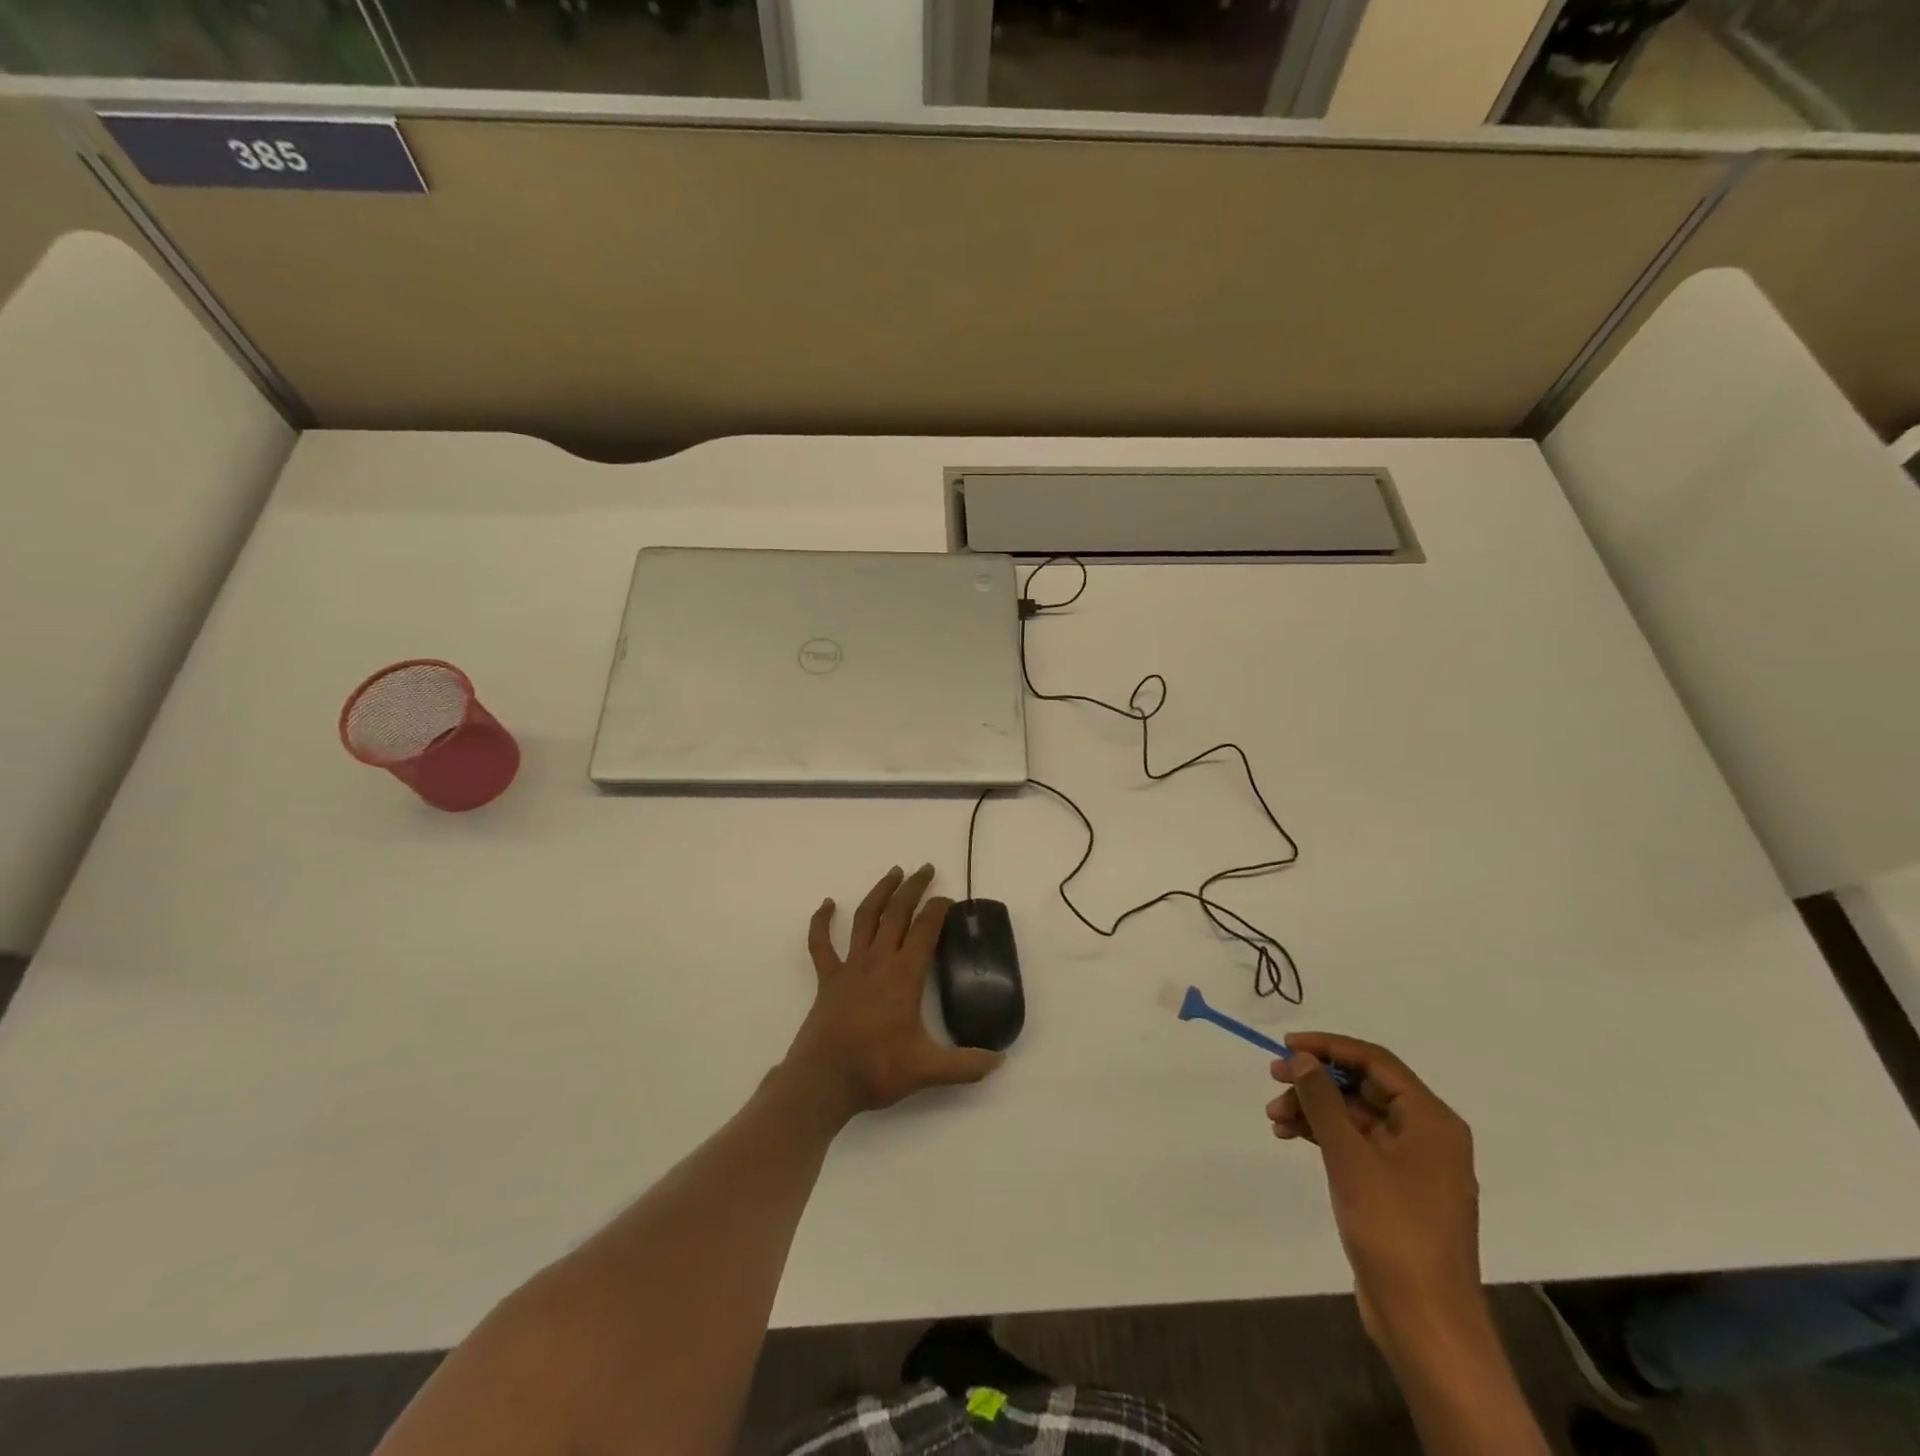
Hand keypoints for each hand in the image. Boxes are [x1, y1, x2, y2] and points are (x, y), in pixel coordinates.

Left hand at [784, 865, 1004, 1122]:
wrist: (823, 1081)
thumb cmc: (877, 1068)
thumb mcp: (928, 1070)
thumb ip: (966, 1064)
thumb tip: (1000, 1060)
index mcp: (904, 975)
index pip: (925, 930)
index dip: (938, 910)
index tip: (948, 898)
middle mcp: (878, 961)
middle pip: (897, 913)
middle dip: (913, 888)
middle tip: (926, 868)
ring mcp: (850, 966)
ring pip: (865, 918)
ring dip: (880, 892)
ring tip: (893, 872)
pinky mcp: (828, 978)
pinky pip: (821, 943)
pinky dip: (821, 921)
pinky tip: (827, 903)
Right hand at [1267, 1034, 1480, 1354]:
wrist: (1426, 1323)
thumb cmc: (1394, 1230)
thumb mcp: (1350, 1157)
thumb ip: (1323, 1100)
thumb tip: (1301, 1058)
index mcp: (1431, 1120)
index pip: (1375, 1061)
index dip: (1329, 1046)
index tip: (1286, 1045)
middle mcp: (1427, 1135)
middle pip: (1364, 1087)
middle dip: (1316, 1081)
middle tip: (1272, 1078)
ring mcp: (1412, 1164)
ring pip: (1356, 1115)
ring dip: (1314, 1109)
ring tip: (1274, 1117)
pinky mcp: (1396, 1189)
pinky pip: (1357, 1144)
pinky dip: (1324, 1135)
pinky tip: (1291, 1136)